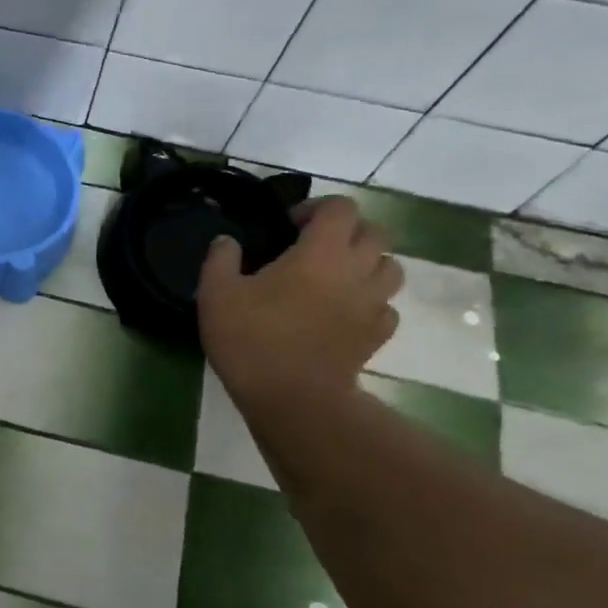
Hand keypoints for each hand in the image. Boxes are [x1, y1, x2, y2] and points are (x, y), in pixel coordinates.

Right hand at [197, 196, 404, 409]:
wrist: (293, 399)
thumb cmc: (252, 340)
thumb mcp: (216, 294)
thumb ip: (220, 259)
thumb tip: (226, 241)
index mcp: (320, 252)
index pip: (341, 208)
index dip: (317, 208)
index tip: (291, 225)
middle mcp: (356, 270)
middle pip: (375, 232)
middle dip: (349, 231)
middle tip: (316, 247)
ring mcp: (373, 304)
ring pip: (390, 268)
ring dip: (367, 264)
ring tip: (336, 278)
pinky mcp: (377, 335)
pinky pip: (386, 307)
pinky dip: (371, 303)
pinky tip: (345, 313)